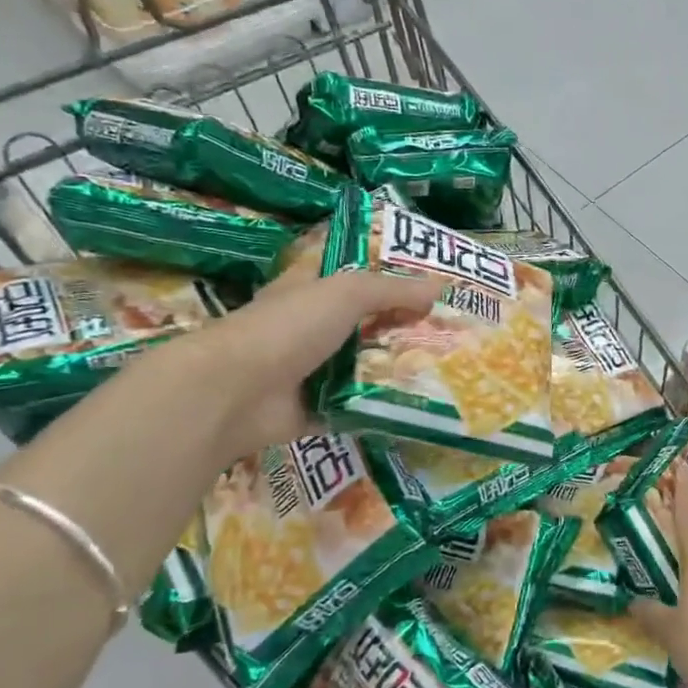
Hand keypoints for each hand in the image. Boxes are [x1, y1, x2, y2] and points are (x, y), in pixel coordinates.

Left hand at [169, 266, 438, 462]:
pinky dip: (385, 408)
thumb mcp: (346, 293)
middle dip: (404, 328)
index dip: (386, 276)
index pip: (351, 276)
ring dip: (400, 370)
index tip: (428, 284)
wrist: (235, 393)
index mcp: (309, 292)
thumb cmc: (287, 328)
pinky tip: (424, 405)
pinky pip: (361, 407)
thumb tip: (441, 286)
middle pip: (366, 325)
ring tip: (450, 370)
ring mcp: (312, 372)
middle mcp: (310, 330)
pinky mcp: (318, 410)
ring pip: (366, 368)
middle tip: (452, 333)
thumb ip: (393, 290)